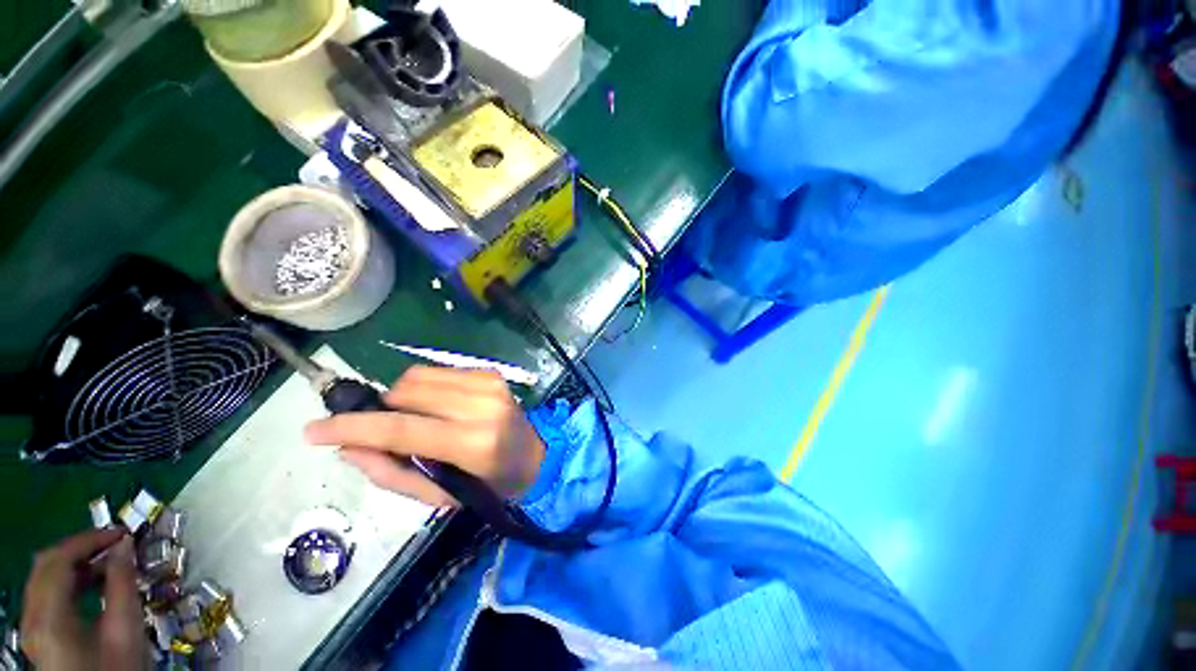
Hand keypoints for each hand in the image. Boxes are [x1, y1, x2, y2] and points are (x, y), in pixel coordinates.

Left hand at [21, 528, 147, 670]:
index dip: (89, 540)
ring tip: (109, 560)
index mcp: (49, 616)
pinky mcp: (39, 632)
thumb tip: (125, 545)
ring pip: (45, 576)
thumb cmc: (117, 669)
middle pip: (46, 564)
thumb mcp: (125, 630)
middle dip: (81, 547)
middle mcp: (32, 616)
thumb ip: (123, 584)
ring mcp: (32, 626)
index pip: (59, 560)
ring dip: (76, 562)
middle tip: (115, 543)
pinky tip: (93, 583)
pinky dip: (70, 579)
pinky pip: (48, 592)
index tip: (123, 534)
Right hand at [305, 366, 545, 506]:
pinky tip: (437, 406)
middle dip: (381, 410)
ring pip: (417, 377)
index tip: (312, 430)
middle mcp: (482, 404)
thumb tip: (347, 446)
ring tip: (415, 419)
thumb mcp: (439, 495)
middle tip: (385, 431)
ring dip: (402, 397)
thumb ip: (391, 472)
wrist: (534, 455)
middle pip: (405, 393)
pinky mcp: (490, 372)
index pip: (401, 429)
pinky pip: (438, 372)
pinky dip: (425, 388)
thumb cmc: (488, 483)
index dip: (351, 427)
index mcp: (473, 442)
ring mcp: (489, 383)